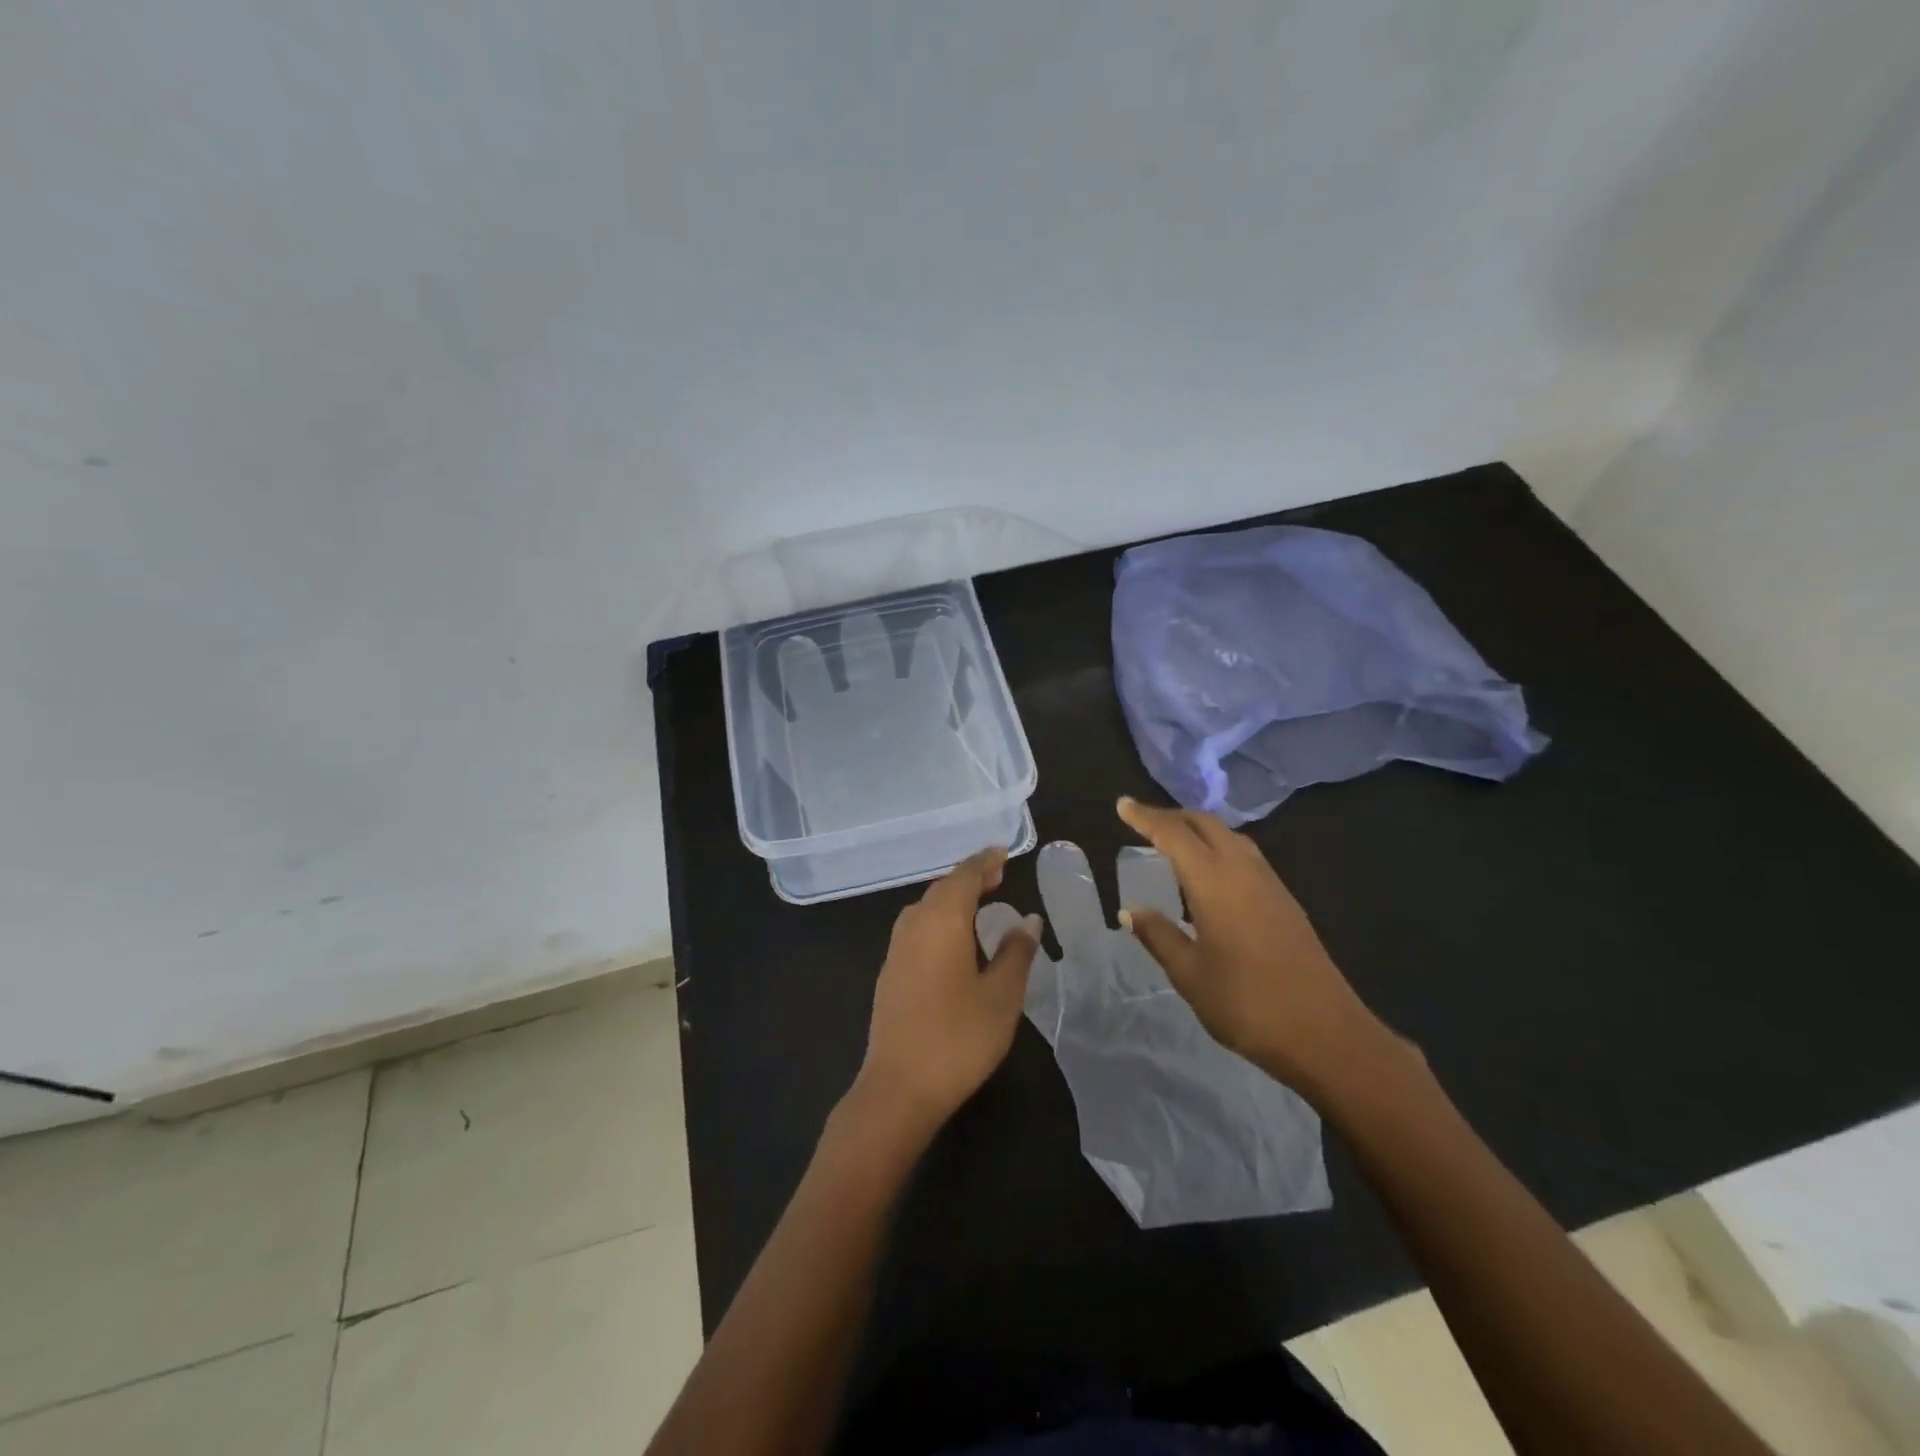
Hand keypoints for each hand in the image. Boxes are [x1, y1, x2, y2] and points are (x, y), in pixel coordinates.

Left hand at [856, 848, 1043, 1133]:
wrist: (898, 1087)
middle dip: (969, 878)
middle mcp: (914, 925)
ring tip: (979, 903)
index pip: (964, 876)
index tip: (1002, 853)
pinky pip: (917, 928)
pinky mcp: (890, 972)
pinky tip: (953, 940)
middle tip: (997, 876)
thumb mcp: (1001, 996)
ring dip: (952, 899)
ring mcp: (897, 949)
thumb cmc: (958, 1038)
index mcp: (942, 921)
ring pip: (926, 908)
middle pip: (942, 889)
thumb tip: (1028, 920)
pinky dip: (939, 919)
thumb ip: (1016, 953)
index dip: (984, 862)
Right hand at [1115, 796, 1397, 1098]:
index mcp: (1214, 882)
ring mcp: (1269, 883)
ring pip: (1229, 836)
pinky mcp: (1285, 900)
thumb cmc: (1247, 1004)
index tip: (1122, 805)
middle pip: (1205, 824)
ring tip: (1172, 841)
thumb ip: (1159, 936)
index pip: (1173, 834)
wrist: (1326, 1034)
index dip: (1145, 817)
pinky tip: (1208, 873)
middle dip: (1172, 816)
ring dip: (1198, 830)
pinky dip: (1218, 847)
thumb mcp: (1190, 974)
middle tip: (1142, 821)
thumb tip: (1130, 910)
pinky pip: (1245, 855)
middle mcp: (1243, 870)